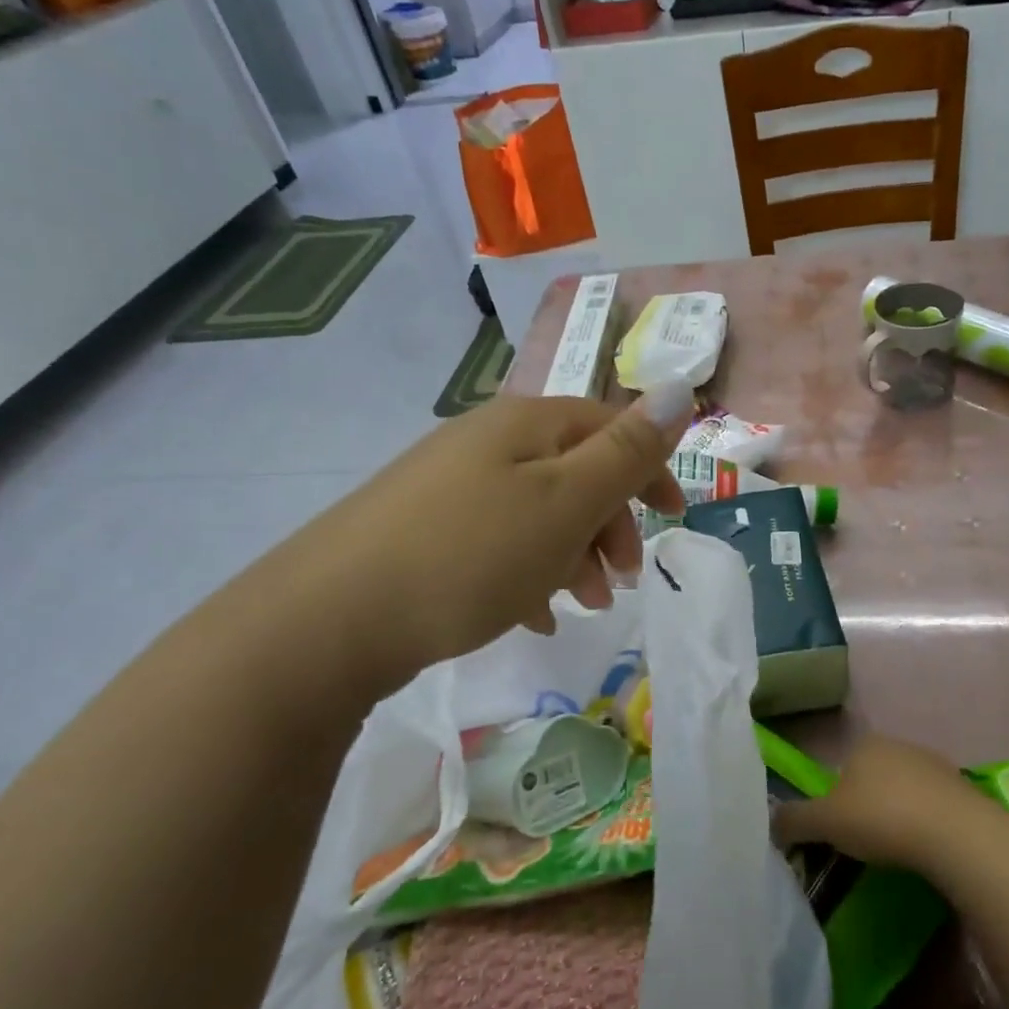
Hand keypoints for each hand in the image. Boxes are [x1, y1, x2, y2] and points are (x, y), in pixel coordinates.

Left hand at [244, 384, 692, 699]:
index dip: (649, 468)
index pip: (609, 426)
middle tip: (623, 581)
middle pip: (574, 470)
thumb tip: (680, 388)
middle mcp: (487, 441)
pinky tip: (531, 616)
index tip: (675, 519)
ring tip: (580, 607)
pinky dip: (528, 572)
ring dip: (574, 554)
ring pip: (538, 511)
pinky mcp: (422, 530)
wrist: (328, 619)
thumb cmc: (471, 554)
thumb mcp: (566, 501)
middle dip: (611, 524)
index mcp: (526, 424)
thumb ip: (627, 451)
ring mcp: (448, 485)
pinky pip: (498, 542)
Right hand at [772, 735, 981, 872]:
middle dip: (867, 806)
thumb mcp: (826, 823)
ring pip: (904, 790)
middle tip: (866, 845)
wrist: (955, 832)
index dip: (835, 801)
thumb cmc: (881, 818)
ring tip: (897, 851)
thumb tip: (770, 822)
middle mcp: (896, 744)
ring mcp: (932, 763)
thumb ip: (794, 820)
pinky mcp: (960, 786)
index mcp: (863, 744)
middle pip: (872, 778)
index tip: (840, 833)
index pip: (840, 770)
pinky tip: (926, 848)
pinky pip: (932, 805)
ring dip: (898, 814)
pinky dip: (926, 822)